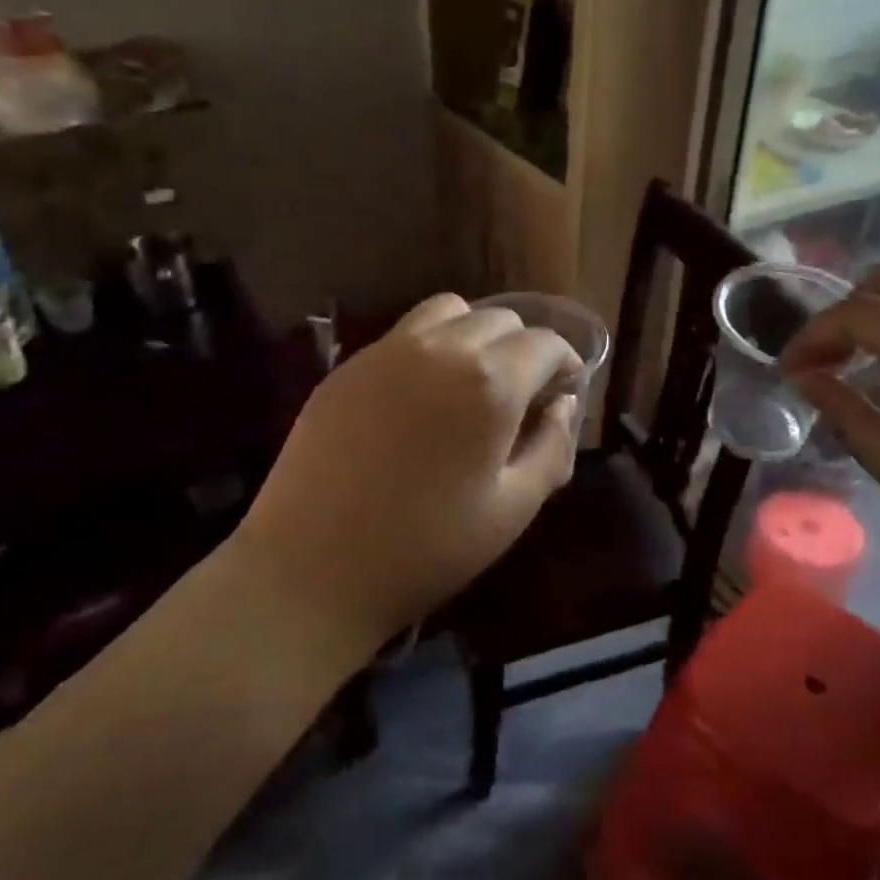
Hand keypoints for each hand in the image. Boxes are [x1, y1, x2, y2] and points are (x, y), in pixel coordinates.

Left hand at [230, 293, 581, 645]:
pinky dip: (430, 346)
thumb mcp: (513, 509)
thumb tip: (563, 405)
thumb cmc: (427, 548)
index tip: (564, 393)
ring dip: (475, 334)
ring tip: (471, 381)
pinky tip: (420, 395)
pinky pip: (404, 334)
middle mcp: (441, 348)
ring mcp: (386, 352)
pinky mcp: (347, 367)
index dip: (566, 364)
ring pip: (448, 311)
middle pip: (500, 318)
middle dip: (524, 349)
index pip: (546, 343)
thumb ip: (553, 447)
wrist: (313, 568)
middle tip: (521, 395)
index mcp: (490, 382)